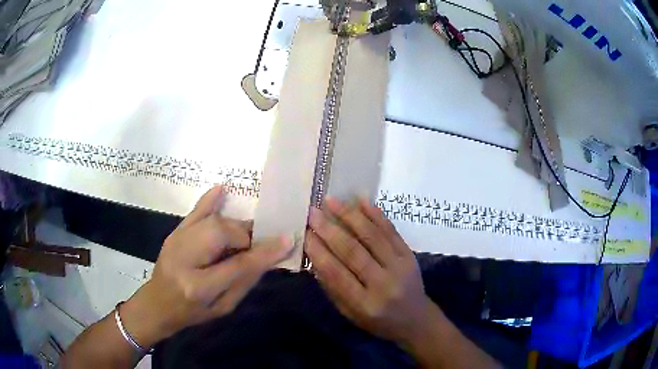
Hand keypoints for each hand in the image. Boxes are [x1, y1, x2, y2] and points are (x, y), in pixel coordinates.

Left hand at [120, 186, 292, 347]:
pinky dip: (209, 201)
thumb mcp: (223, 307)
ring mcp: (176, 242)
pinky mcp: (174, 233)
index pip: (237, 265)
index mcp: (199, 287)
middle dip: (245, 236)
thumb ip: (245, 281)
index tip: (287, 240)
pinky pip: (194, 213)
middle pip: (222, 234)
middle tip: (256, 244)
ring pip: (213, 222)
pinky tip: (221, 190)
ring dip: (234, 226)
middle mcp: (185, 259)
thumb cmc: (193, 313)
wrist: (158, 304)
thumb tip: (269, 256)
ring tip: (244, 236)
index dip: (264, 252)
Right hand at [306, 197, 433, 344]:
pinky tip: (361, 200)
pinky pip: (391, 230)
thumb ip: (333, 288)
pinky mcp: (410, 254)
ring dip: (350, 215)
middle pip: (353, 252)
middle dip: (329, 230)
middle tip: (312, 213)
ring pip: (372, 236)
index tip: (304, 233)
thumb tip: (315, 257)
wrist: (415, 319)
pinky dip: (375, 214)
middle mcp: (384, 283)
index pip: (337, 274)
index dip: (319, 252)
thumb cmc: (378, 321)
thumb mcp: (350, 314)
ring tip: (331, 201)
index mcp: (366, 304)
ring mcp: (400, 266)